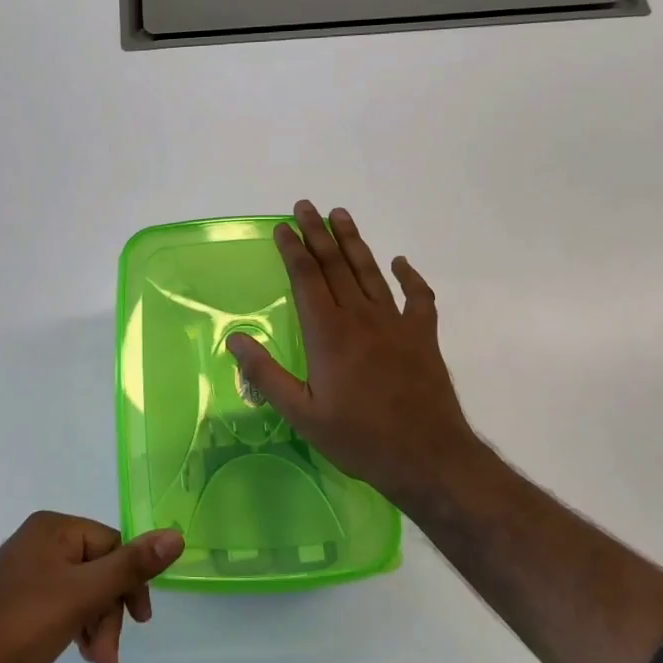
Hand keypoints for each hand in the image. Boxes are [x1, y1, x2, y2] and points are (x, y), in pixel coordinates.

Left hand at [0, 513, 184, 662]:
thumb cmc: (23, 626)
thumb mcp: (84, 594)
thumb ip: (131, 566)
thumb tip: (177, 535)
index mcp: (54, 528)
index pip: (112, 544)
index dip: (130, 583)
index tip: (140, 623)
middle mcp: (40, 541)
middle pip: (98, 569)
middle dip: (110, 613)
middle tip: (109, 657)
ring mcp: (27, 570)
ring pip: (82, 590)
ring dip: (96, 626)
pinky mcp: (19, 599)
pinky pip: (63, 603)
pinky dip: (77, 627)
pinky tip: (79, 653)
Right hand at [227, 201, 488, 509]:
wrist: (427, 456)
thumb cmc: (359, 438)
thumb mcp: (302, 414)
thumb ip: (267, 375)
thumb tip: (235, 339)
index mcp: (328, 334)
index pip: (306, 279)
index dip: (292, 250)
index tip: (282, 227)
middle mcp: (360, 318)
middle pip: (335, 265)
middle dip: (317, 233)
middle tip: (305, 206)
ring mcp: (395, 324)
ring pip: (370, 272)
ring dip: (354, 242)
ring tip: (341, 215)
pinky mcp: (423, 336)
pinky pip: (418, 297)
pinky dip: (410, 276)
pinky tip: (400, 262)